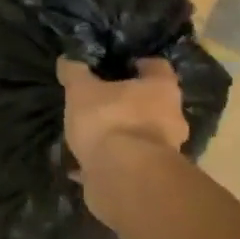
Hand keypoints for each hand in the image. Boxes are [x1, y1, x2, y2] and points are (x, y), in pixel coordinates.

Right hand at [56, 58, 187, 167]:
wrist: (123, 178)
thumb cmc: (108, 121)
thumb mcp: (81, 91)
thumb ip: (74, 73)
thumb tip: (66, 60)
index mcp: (161, 89)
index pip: (158, 67)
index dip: (140, 65)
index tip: (121, 66)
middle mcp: (172, 117)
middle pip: (154, 103)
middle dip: (131, 103)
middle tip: (104, 102)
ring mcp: (166, 150)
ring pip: (143, 135)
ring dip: (123, 135)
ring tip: (93, 136)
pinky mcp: (151, 177)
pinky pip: (129, 163)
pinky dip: (111, 163)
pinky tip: (86, 166)